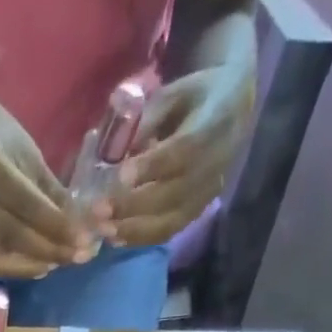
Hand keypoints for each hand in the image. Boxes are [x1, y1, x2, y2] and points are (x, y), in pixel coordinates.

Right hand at [0, 84, 81, 277]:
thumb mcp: (27, 150)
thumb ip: (50, 189)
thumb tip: (82, 222)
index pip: (25, 203)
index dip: (55, 225)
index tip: (84, 237)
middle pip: (11, 235)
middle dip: (49, 249)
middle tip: (80, 255)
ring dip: (34, 264)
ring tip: (63, 262)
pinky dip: (18, 268)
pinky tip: (41, 266)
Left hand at [101, 65, 254, 247]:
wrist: (233, 111)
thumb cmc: (195, 98)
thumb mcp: (173, 94)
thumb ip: (146, 120)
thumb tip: (113, 150)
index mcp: (213, 124)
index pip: (181, 151)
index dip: (151, 166)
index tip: (120, 176)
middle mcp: (213, 166)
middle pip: (171, 194)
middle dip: (132, 205)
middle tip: (98, 211)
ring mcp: (207, 194)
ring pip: (170, 220)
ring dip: (133, 229)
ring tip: (103, 230)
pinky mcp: (198, 212)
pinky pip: (169, 231)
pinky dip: (141, 238)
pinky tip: (117, 238)